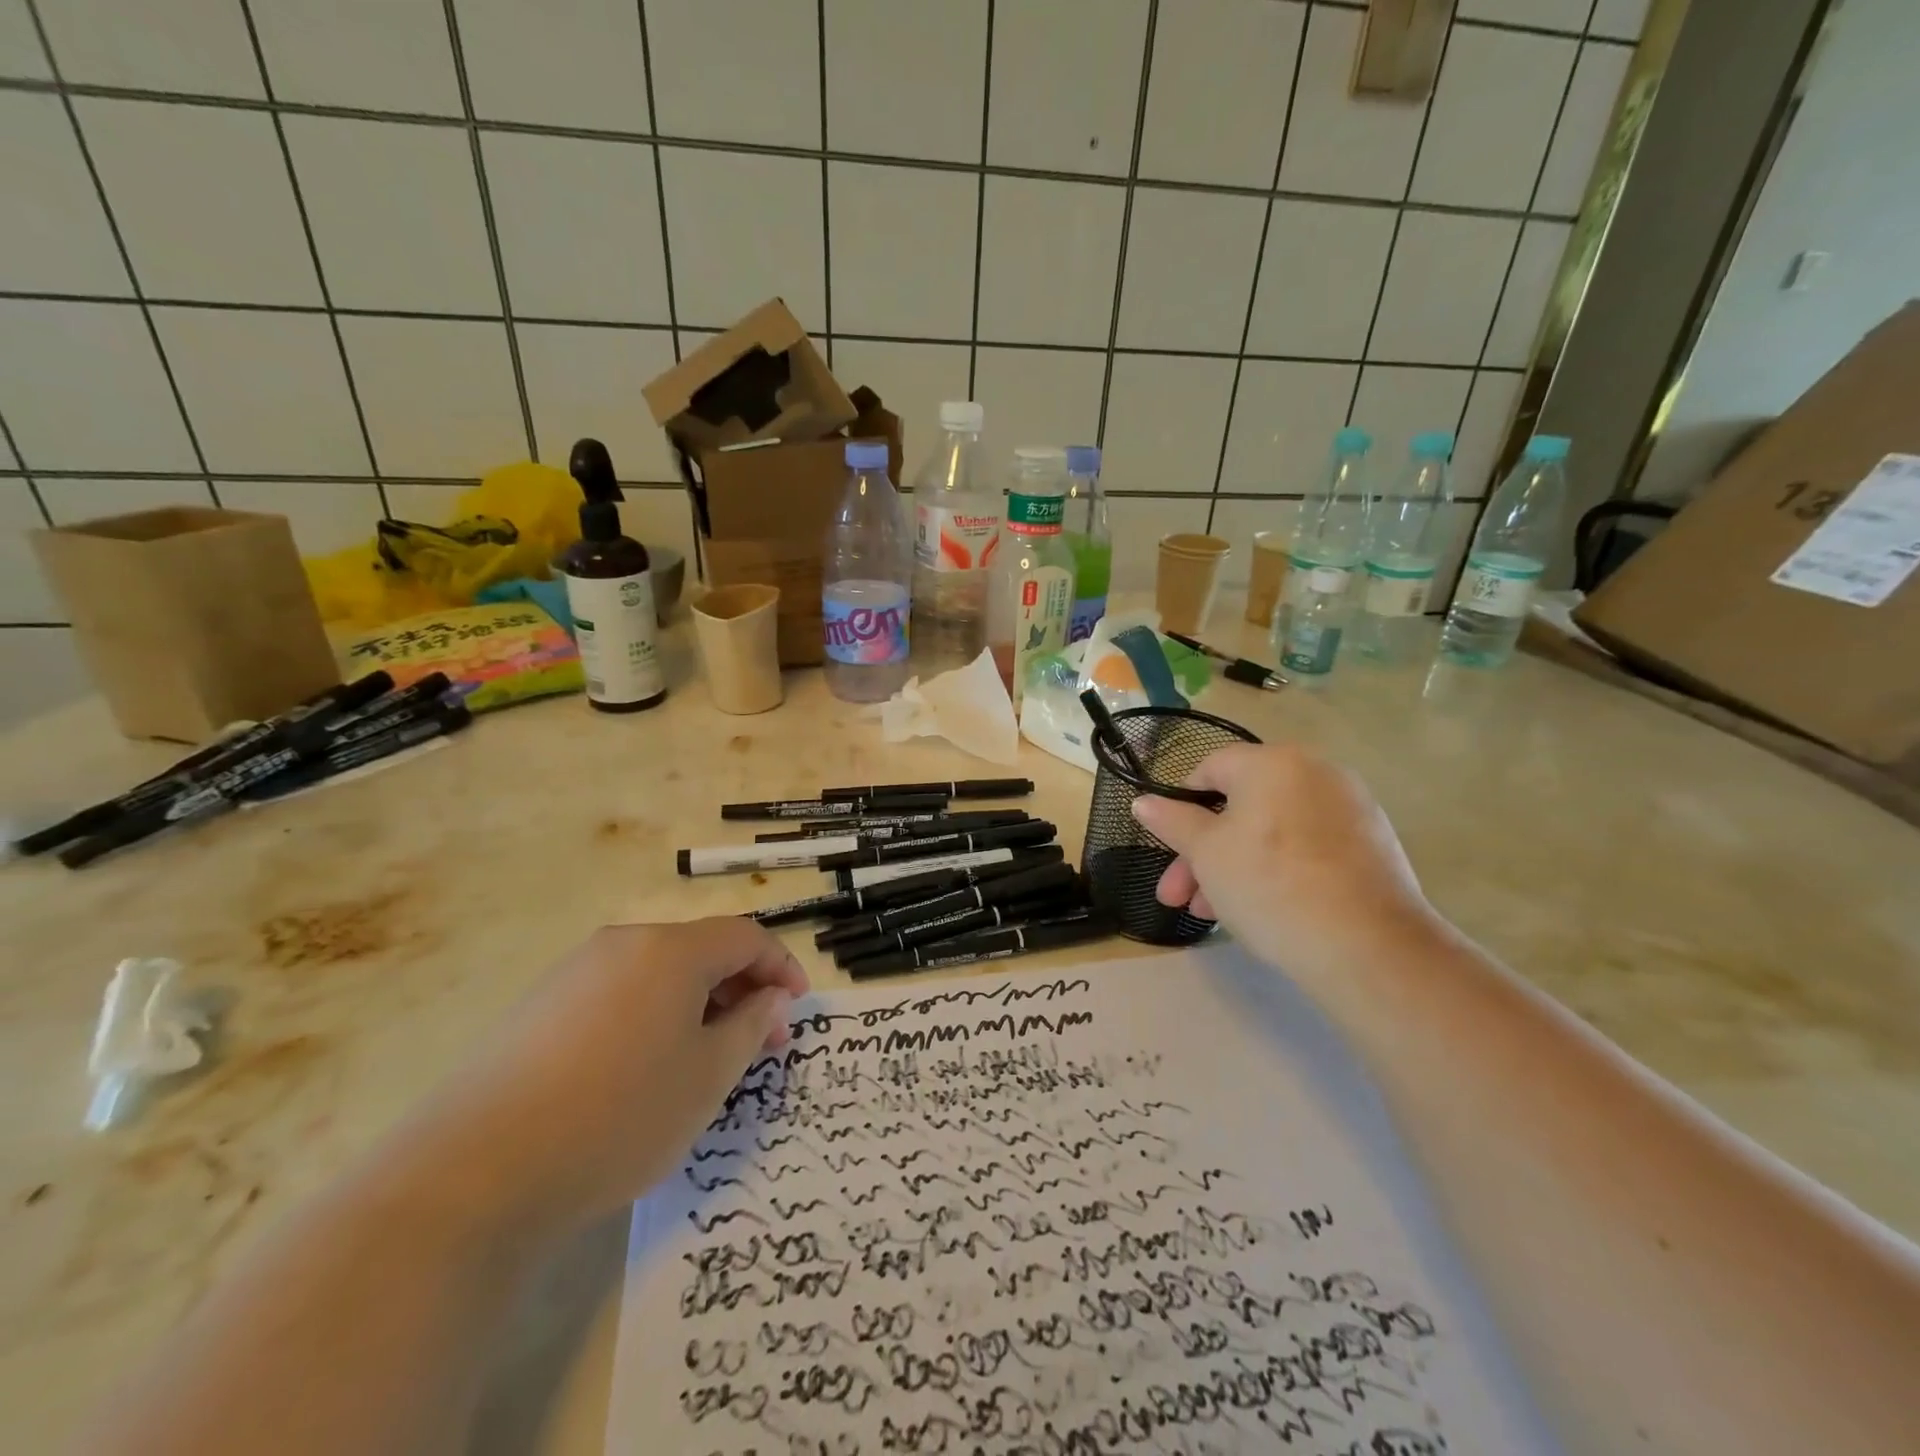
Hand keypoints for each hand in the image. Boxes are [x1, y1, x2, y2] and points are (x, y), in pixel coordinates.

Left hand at [411, 918, 806, 1232]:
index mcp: (671, 950)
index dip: (781, 967)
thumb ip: (750, 1027)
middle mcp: (624, 944)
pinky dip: (654, 1016)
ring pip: (660, 973)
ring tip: (707, 1058)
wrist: (472, 1174)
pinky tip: (645, 1068)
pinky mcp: (540, 1006)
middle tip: (761, 1042)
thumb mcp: (707, 1077)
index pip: (746, 936)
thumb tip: (768, 1000)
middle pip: (702, 950)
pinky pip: (619, 994)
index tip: (797, 1008)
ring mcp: (575, 972)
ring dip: (699, 1004)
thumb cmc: (618, 1116)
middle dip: (742, 989)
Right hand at [1130, 744, 1440, 978]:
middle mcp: (1314, 772)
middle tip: (1178, 897)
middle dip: (1202, 852)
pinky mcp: (1371, 844)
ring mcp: (1348, 808)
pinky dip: (1278, 868)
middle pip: (1240, 805)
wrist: (1369, 947)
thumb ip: (1172, 821)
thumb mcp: (1206, 854)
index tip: (1169, 849)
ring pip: (1271, 831)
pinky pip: (1306, 846)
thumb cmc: (1270, 886)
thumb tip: (1143, 801)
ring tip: (1212, 915)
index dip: (1180, 806)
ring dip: (1233, 866)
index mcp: (1272, 762)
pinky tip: (1263, 908)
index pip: (1210, 768)